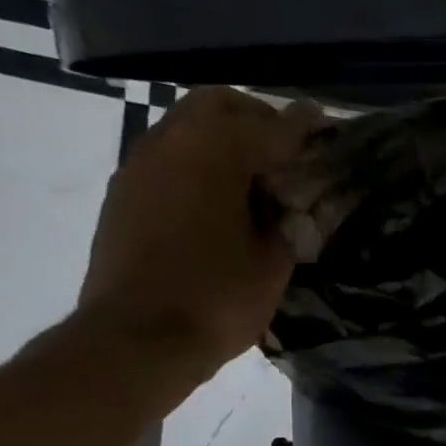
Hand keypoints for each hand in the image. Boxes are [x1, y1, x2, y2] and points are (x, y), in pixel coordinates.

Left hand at [77, 85, 322, 384]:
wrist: (136, 340)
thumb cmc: (214, 302)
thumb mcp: (271, 269)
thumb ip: (286, 228)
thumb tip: (287, 211)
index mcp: (216, 152)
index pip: (272, 127)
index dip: (303, 127)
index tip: (323, 124)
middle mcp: (172, 141)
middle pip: (219, 106)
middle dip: (256, 119)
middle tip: (284, 149)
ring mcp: (140, 165)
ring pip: (186, 128)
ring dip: (221, 141)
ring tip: (250, 178)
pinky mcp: (122, 194)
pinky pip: (167, 159)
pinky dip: (195, 165)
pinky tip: (213, 202)